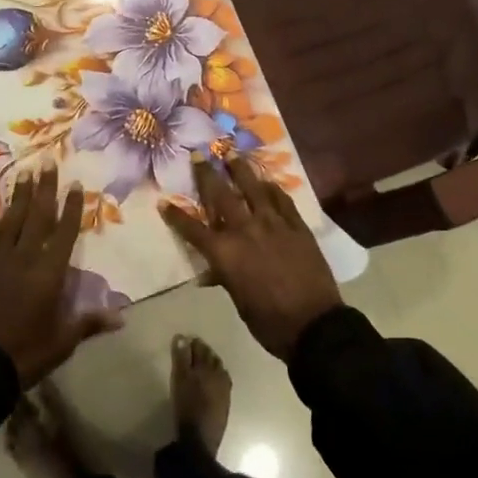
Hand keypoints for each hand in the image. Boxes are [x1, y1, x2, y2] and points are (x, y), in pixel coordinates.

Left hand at [0, 167, 120, 386]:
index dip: (71, 209)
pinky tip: (2, 211)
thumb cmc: (23, 355)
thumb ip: (88, 323)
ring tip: (24, 173)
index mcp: (48, 274)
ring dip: (20, 197)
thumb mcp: (61, 343)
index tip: (76, 184)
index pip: (64, 233)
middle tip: (47, 162)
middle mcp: (23, 260)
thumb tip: (121, 316)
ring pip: (11, 221)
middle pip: (36, 217)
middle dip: (43, 189)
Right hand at [160, 156, 340, 360]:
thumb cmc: (269, 322)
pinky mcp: (297, 225)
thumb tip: (212, 272)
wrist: (314, 325)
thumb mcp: (239, 300)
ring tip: (232, 153)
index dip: (176, 216)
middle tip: (199, 154)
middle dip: (207, 175)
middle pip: (221, 197)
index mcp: (225, 253)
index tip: (163, 202)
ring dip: (240, 169)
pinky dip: (272, 188)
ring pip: (253, 189)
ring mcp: (274, 224)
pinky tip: (267, 181)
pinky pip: (282, 200)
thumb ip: (225, 277)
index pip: (194, 229)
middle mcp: (246, 230)